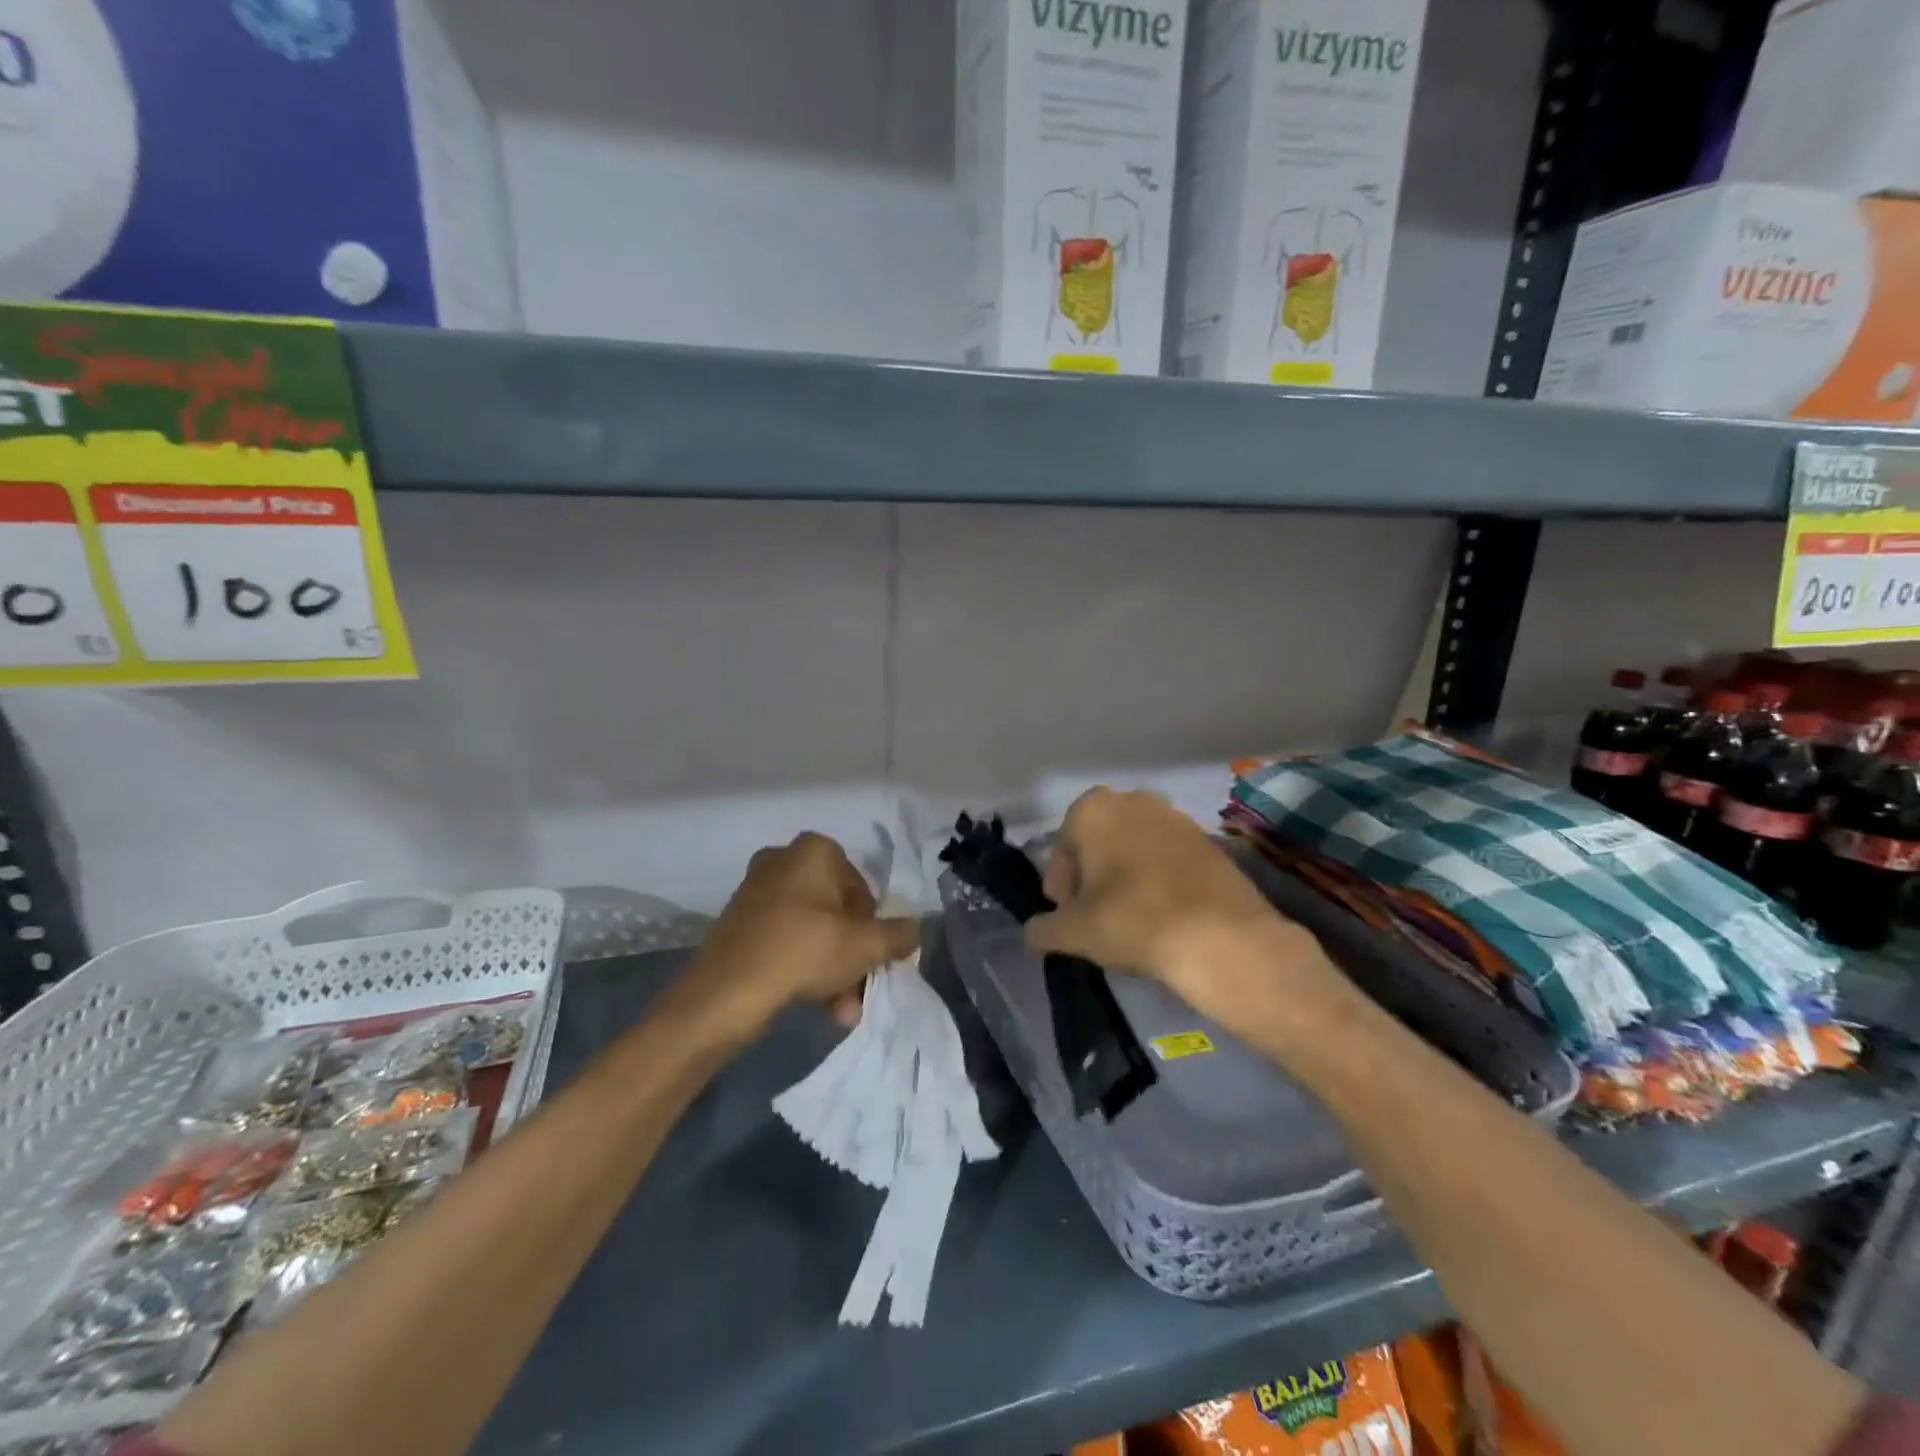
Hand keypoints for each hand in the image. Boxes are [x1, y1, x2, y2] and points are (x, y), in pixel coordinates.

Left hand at [674, 832, 920, 1045]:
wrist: (725, 992)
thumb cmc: (804, 952)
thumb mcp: (865, 946)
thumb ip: (899, 935)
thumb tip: (915, 930)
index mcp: (815, 850)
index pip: (861, 889)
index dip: (872, 928)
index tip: (871, 960)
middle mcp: (783, 859)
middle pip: (835, 911)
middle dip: (851, 955)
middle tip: (858, 991)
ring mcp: (756, 889)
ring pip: (811, 929)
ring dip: (831, 968)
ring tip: (840, 1011)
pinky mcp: (737, 920)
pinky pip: (784, 938)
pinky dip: (801, 966)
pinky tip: (813, 1003)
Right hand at [1025, 788, 1347, 1033]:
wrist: (1222, 937)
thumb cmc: (1133, 921)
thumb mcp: (1072, 932)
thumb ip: (1042, 929)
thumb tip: (1033, 932)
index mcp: (1093, 809)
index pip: (1062, 847)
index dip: (1060, 884)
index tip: (1067, 914)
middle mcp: (1133, 799)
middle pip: (1098, 842)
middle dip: (1091, 876)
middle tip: (1093, 916)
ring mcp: (1175, 816)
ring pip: (1133, 847)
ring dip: (1124, 876)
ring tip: (1129, 917)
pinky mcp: (1208, 839)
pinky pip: (1167, 857)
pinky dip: (1157, 878)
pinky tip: (1162, 913)